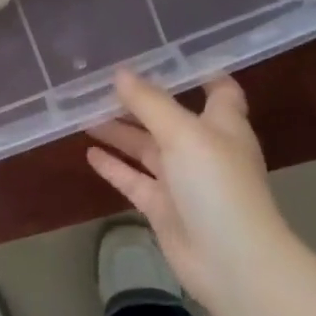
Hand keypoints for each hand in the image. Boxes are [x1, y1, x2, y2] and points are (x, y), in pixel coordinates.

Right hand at [86, 69, 291, 302]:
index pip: (217, 89)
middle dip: (139, 100)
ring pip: (146, 148)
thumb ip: (150, 103)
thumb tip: (120, 73)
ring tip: (84, 113)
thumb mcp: (184, 134)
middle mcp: (202, 148)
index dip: (196, 71)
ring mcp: (182, 180)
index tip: (162, 54)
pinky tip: (89, 153)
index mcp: (222, 125)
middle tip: (101, 82)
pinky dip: (114, 166)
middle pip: (168, 117)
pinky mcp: (163, 207)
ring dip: (120, 131)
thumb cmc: (217, 185)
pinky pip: (133, 180)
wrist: (231, 261)